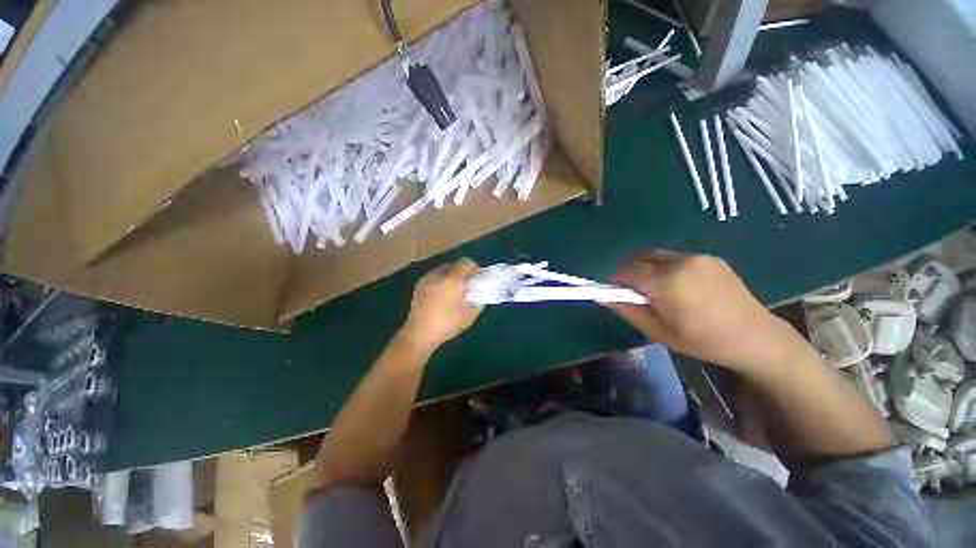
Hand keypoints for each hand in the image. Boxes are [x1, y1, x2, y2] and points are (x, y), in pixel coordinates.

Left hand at [399, 258, 482, 352]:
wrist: (419, 334)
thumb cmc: (446, 325)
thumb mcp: (469, 316)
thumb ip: (479, 302)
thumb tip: (480, 293)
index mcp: (453, 281)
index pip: (467, 263)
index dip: (475, 268)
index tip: (477, 279)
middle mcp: (439, 275)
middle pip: (456, 263)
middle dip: (464, 271)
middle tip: (467, 285)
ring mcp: (428, 278)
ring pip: (445, 267)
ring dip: (452, 274)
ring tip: (454, 289)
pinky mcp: (420, 283)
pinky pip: (435, 274)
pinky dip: (442, 278)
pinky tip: (442, 292)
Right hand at [605, 250, 803, 372]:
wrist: (755, 337)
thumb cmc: (702, 340)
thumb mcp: (657, 331)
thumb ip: (627, 310)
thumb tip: (602, 296)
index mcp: (667, 282)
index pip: (626, 270)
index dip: (617, 280)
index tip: (619, 294)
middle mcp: (680, 262)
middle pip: (639, 257)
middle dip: (631, 272)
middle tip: (638, 293)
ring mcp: (697, 257)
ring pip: (656, 256)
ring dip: (648, 269)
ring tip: (660, 291)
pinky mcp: (709, 257)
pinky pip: (675, 258)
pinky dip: (666, 268)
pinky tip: (681, 287)